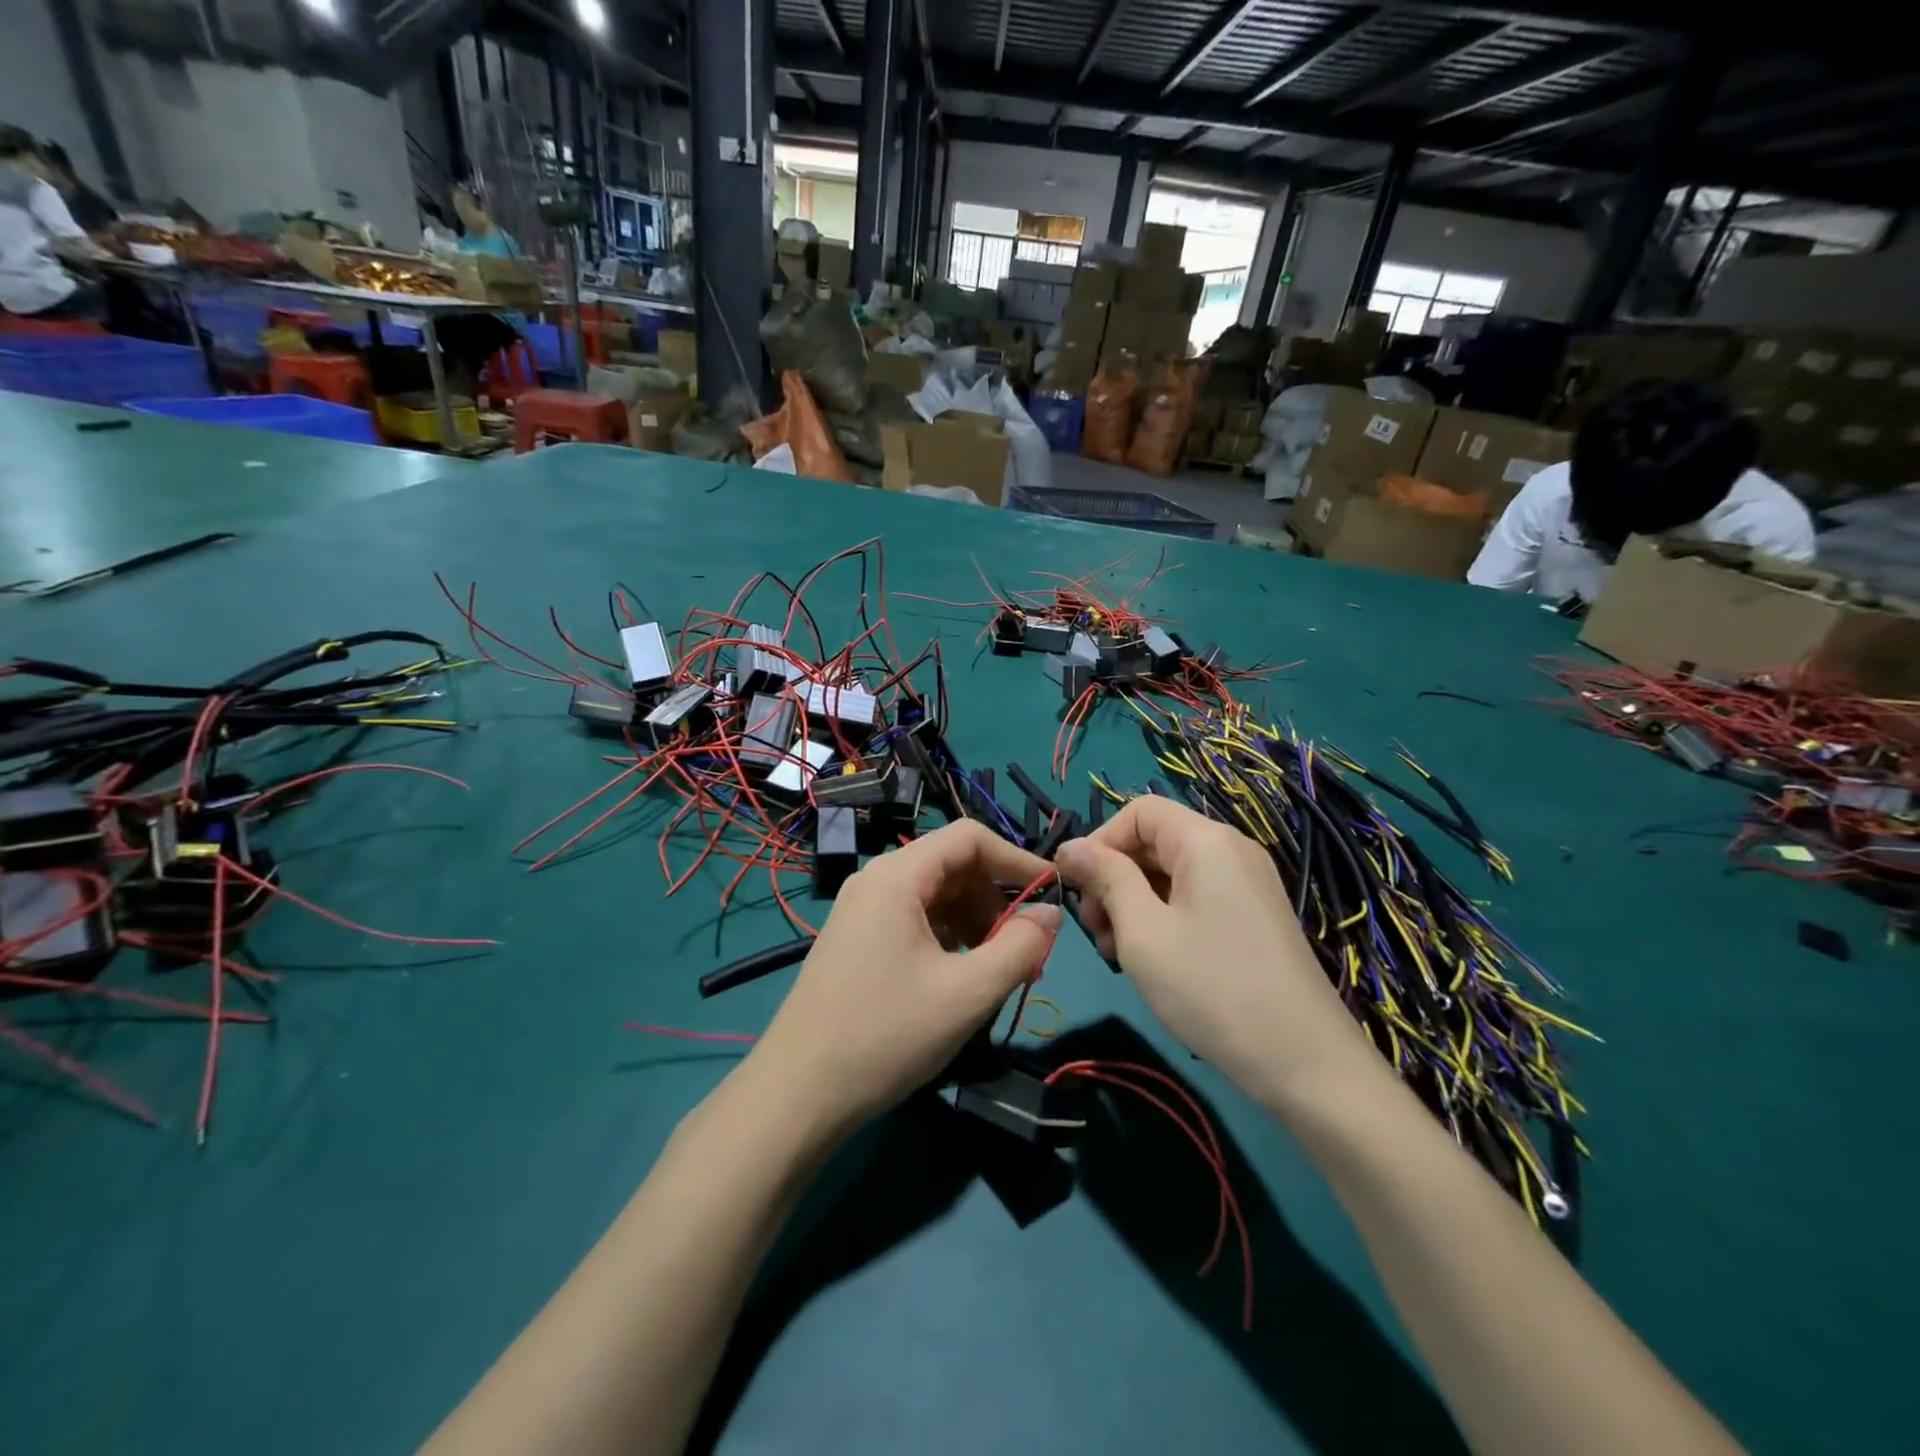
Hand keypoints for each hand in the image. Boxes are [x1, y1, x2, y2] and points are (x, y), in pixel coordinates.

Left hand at [747, 820, 1061, 1138]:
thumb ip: (1019, 947)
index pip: (969, 838)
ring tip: (1002, 973)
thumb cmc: (886, 1035)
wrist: (798, 1095)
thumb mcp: (968, 993)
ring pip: (937, 898)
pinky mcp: (858, 941)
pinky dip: (950, 940)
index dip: (1016, 859)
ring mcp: (863, 912)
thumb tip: (1050, 915)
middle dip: (997, 902)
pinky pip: (916, 922)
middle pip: (953, 867)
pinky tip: (963, 979)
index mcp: (898, 876)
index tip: (1053, 893)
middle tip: (1029, 952)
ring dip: (977, 925)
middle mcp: (877, 881)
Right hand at [1055, 797, 1376, 1108]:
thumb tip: (1069, 847)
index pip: (1138, 811)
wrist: (1304, 1062)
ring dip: (1133, 902)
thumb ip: (1105, 878)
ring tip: (1118, 952)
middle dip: (1114, 877)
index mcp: (1206, 841)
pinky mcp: (1252, 916)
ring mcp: (1246, 884)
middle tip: (1096, 930)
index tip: (1076, 888)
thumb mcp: (1142, 930)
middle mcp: (1230, 850)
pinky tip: (1151, 959)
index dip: (1100, 841)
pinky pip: (1194, 897)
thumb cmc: (1210, 988)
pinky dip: (1162, 917)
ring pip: (1170, 873)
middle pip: (1154, 841)